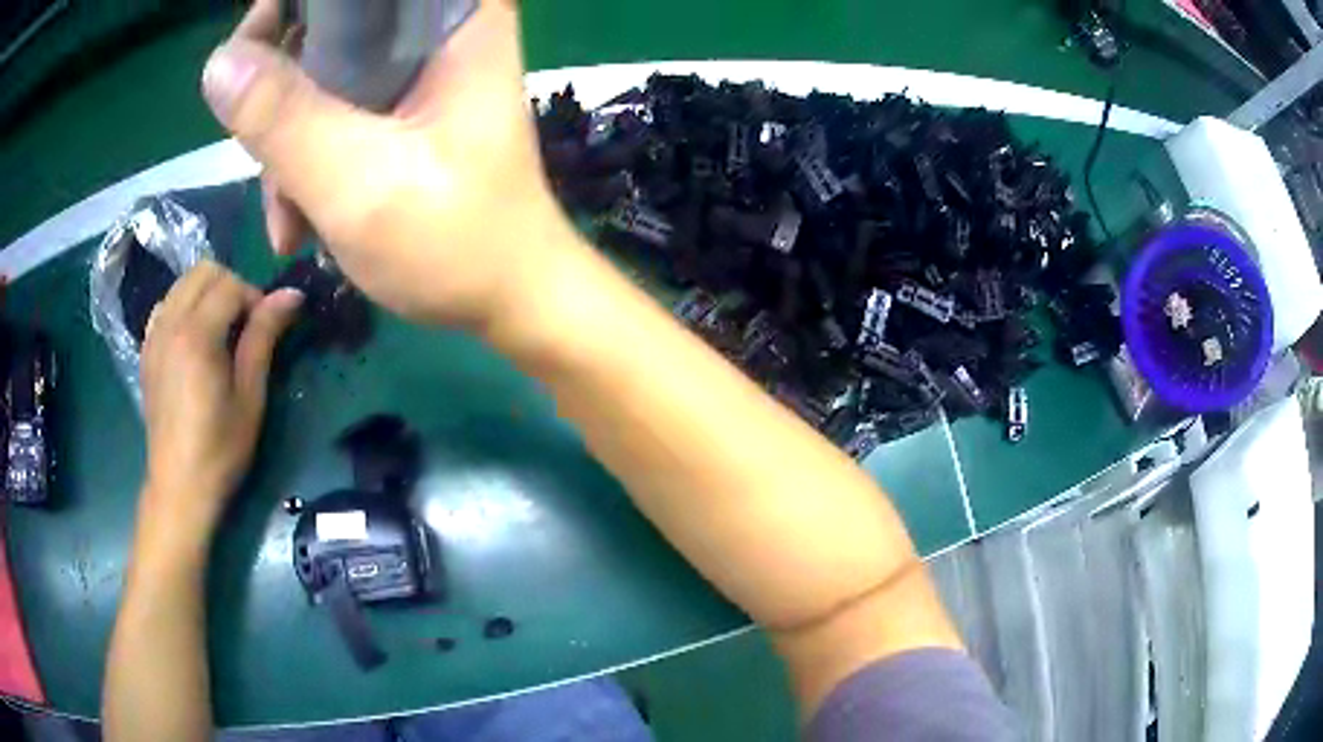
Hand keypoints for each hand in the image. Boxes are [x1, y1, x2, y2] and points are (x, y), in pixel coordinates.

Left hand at [138, 261, 302, 545]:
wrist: (179, 486)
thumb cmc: (220, 449)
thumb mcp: (250, 396)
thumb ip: (263, 338)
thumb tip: (291, 295)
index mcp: (197, 335)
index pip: (230, 284)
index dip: (254, 298)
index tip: (266, 329)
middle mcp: (171, 324)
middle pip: (204, 271)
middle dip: (230, 286)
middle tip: (244, 325)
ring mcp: (154, 336)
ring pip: (183, 283)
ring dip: (206, 294)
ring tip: (219, 331)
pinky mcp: (146, 350)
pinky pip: (165, 306)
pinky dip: (183, 308)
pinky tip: (193, 340)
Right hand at [199, 0, 577, 332]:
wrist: (508, 300)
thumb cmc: (453, 242)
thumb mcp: (356, 181)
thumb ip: (283, 117)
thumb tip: (219, 62)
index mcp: (453, 17)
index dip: (292, 10)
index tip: (252, 62)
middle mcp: (437, 28)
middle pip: (329, 22)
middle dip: (279, 93)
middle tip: (261, 155)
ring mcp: (415, 71)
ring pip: (319, 72)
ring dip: (286, 145)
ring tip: (290, 221)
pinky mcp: (399, 110)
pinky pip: (330, 111)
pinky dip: (305, 162)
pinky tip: (302, 224)